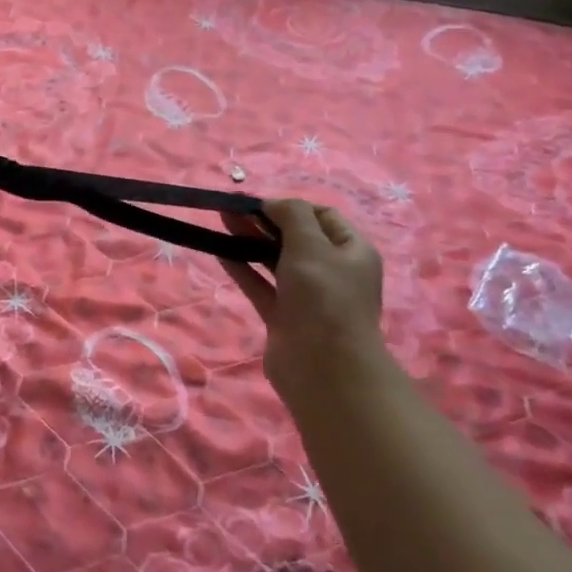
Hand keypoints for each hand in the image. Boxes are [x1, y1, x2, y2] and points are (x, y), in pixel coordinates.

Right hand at [221, 200, 386, 393]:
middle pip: (296, 237)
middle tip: (231, 209)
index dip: (291, 206)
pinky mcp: (284, 316)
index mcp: (352, 251)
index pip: (322, 216)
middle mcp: (332, 271)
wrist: (323, 367)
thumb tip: (272, 203)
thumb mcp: (312, 246)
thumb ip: (292, 216)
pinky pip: (261, 285)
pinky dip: (243, 268)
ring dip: (251, 240)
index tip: (258, 203)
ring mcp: (307, 296)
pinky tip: (220, 252)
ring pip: (275, 260)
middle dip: (265, 220)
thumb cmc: (324, 298)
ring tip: (221, 222)